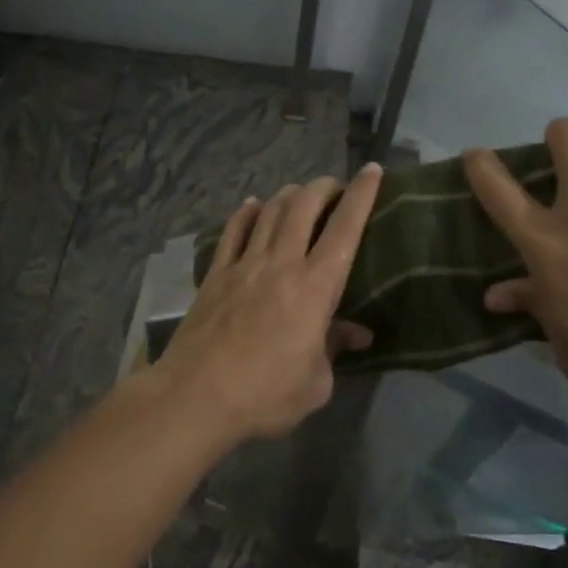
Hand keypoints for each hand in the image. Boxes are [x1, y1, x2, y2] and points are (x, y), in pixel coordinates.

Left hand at [156, 164, 383, 442]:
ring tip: (299, 193)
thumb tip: (357, 333)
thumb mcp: (316, 384)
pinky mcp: (215, 274)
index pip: (345, 229)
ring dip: (288, 195)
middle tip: (334, 187)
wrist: (196, 396)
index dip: (361, 195)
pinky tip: (252, 206)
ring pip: (269, 213)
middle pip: (303, 207)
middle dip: (323, 187)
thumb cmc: (265, 395)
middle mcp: (281, 264)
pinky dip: (246, 213)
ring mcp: (244, 265)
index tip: (371, 171)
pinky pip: (233, 231)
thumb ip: (335, 349)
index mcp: (315, 288)